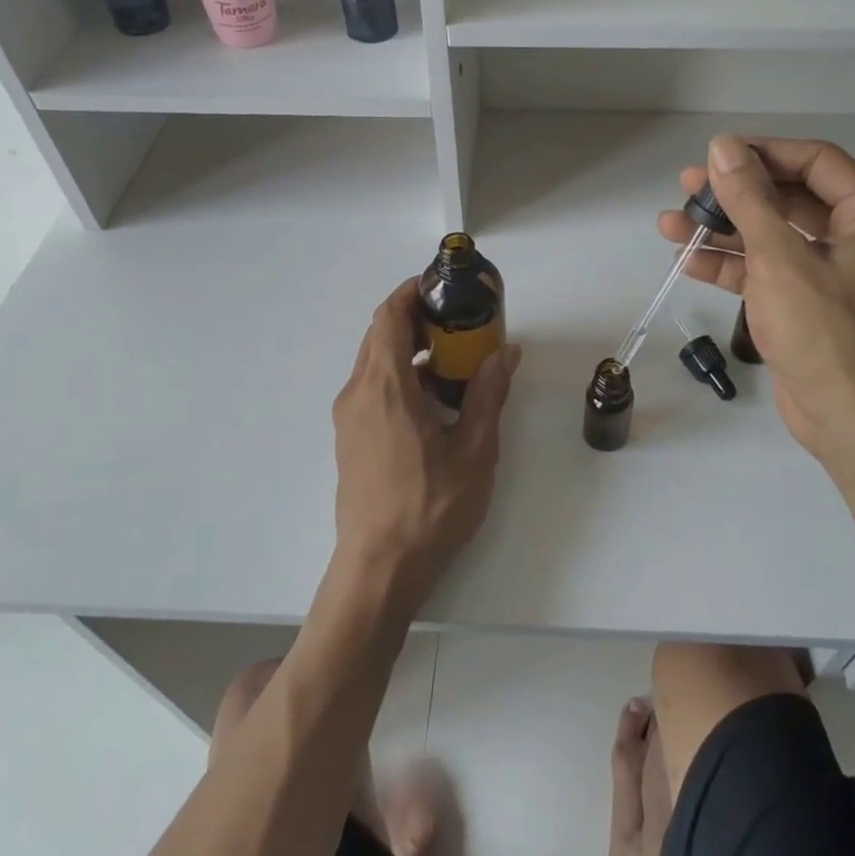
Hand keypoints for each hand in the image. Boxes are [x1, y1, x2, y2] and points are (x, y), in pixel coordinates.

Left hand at [332, 278, 520, 610]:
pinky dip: (400, 376)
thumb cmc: (430, 507)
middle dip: (417, 319)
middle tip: (459, 322)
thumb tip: (505, 351)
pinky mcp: (349, 438)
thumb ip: (488, 393)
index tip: (443, 286)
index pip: (389, 316)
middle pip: (380, 335)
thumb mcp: (474, 449)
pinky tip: (433, 400)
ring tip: (453, 360)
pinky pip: (372, 388)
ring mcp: (349, 417)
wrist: (379, 568)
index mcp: (385, 386)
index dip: (412, 292)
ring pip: (375, 362)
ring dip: (409, 350)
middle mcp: (358, 392)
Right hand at [657, 134, 854, 470]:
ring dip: (724, 232)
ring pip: (774, 237)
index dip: (762, 154)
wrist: (851, 419)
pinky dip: (733, 266)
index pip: (815, 162)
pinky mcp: (812, 304)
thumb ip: (749, 199)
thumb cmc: (825, 331)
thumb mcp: (780, 258)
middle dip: (735, 195)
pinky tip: (688, 261)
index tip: (714, 155)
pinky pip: (770, 271)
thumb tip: (722, 146)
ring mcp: (835, 272)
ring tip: (670, 224)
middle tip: (686, 188)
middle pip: (790, 198)